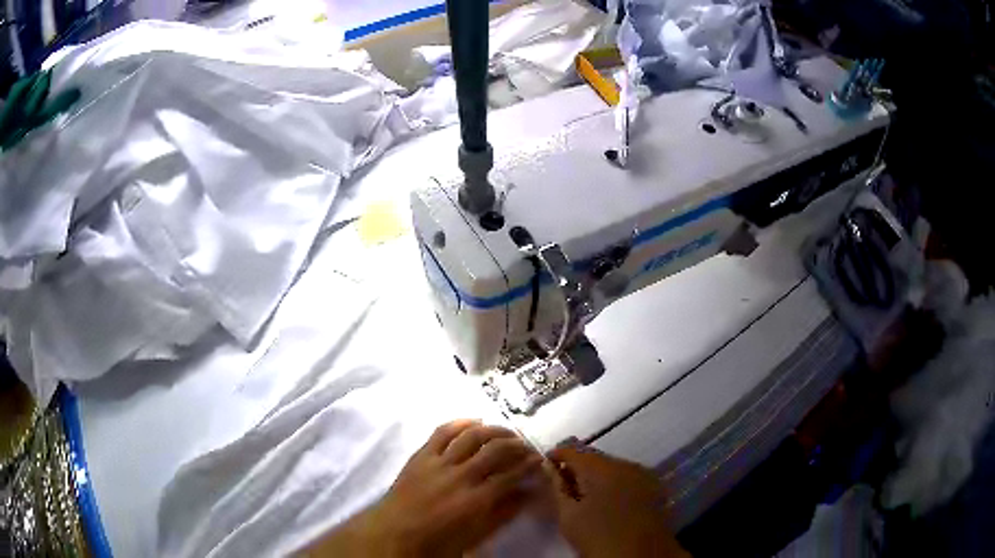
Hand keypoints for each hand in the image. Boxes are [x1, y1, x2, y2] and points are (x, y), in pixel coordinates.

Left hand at [306, 420, 542, 556]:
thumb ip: (504, 513)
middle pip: (495, 450)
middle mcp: (459, 476)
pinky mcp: (421, 455)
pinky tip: (474, 421)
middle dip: (517, 445)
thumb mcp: (477, 535)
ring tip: (506, 432)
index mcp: (475, 500)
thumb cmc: (438, 541)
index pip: (511, 474)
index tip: (539, 460)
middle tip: (527, 445)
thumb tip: (528, 494)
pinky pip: (442, 432)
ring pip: (471, 436)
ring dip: (493, 430)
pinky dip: (460, 423)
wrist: (395, 534)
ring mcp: (438, 463)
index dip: (529, 464)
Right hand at [546, 440, 688, 557]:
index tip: (545, 468)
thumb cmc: (598, 538)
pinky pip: (628, 477)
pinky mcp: (654, 486)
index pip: (573, 450)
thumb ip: (557, 487)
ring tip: (585, 497)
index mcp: (602, 468)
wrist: (640, 556)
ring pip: (613, 467)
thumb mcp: (569, 516)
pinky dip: (615, 483)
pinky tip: (608, 502)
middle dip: (577, 468)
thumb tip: (549, 466)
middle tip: (563, 487)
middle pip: (594, 457)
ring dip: (597, 476)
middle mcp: (625, 463)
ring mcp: (643, 473)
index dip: (556, 456)